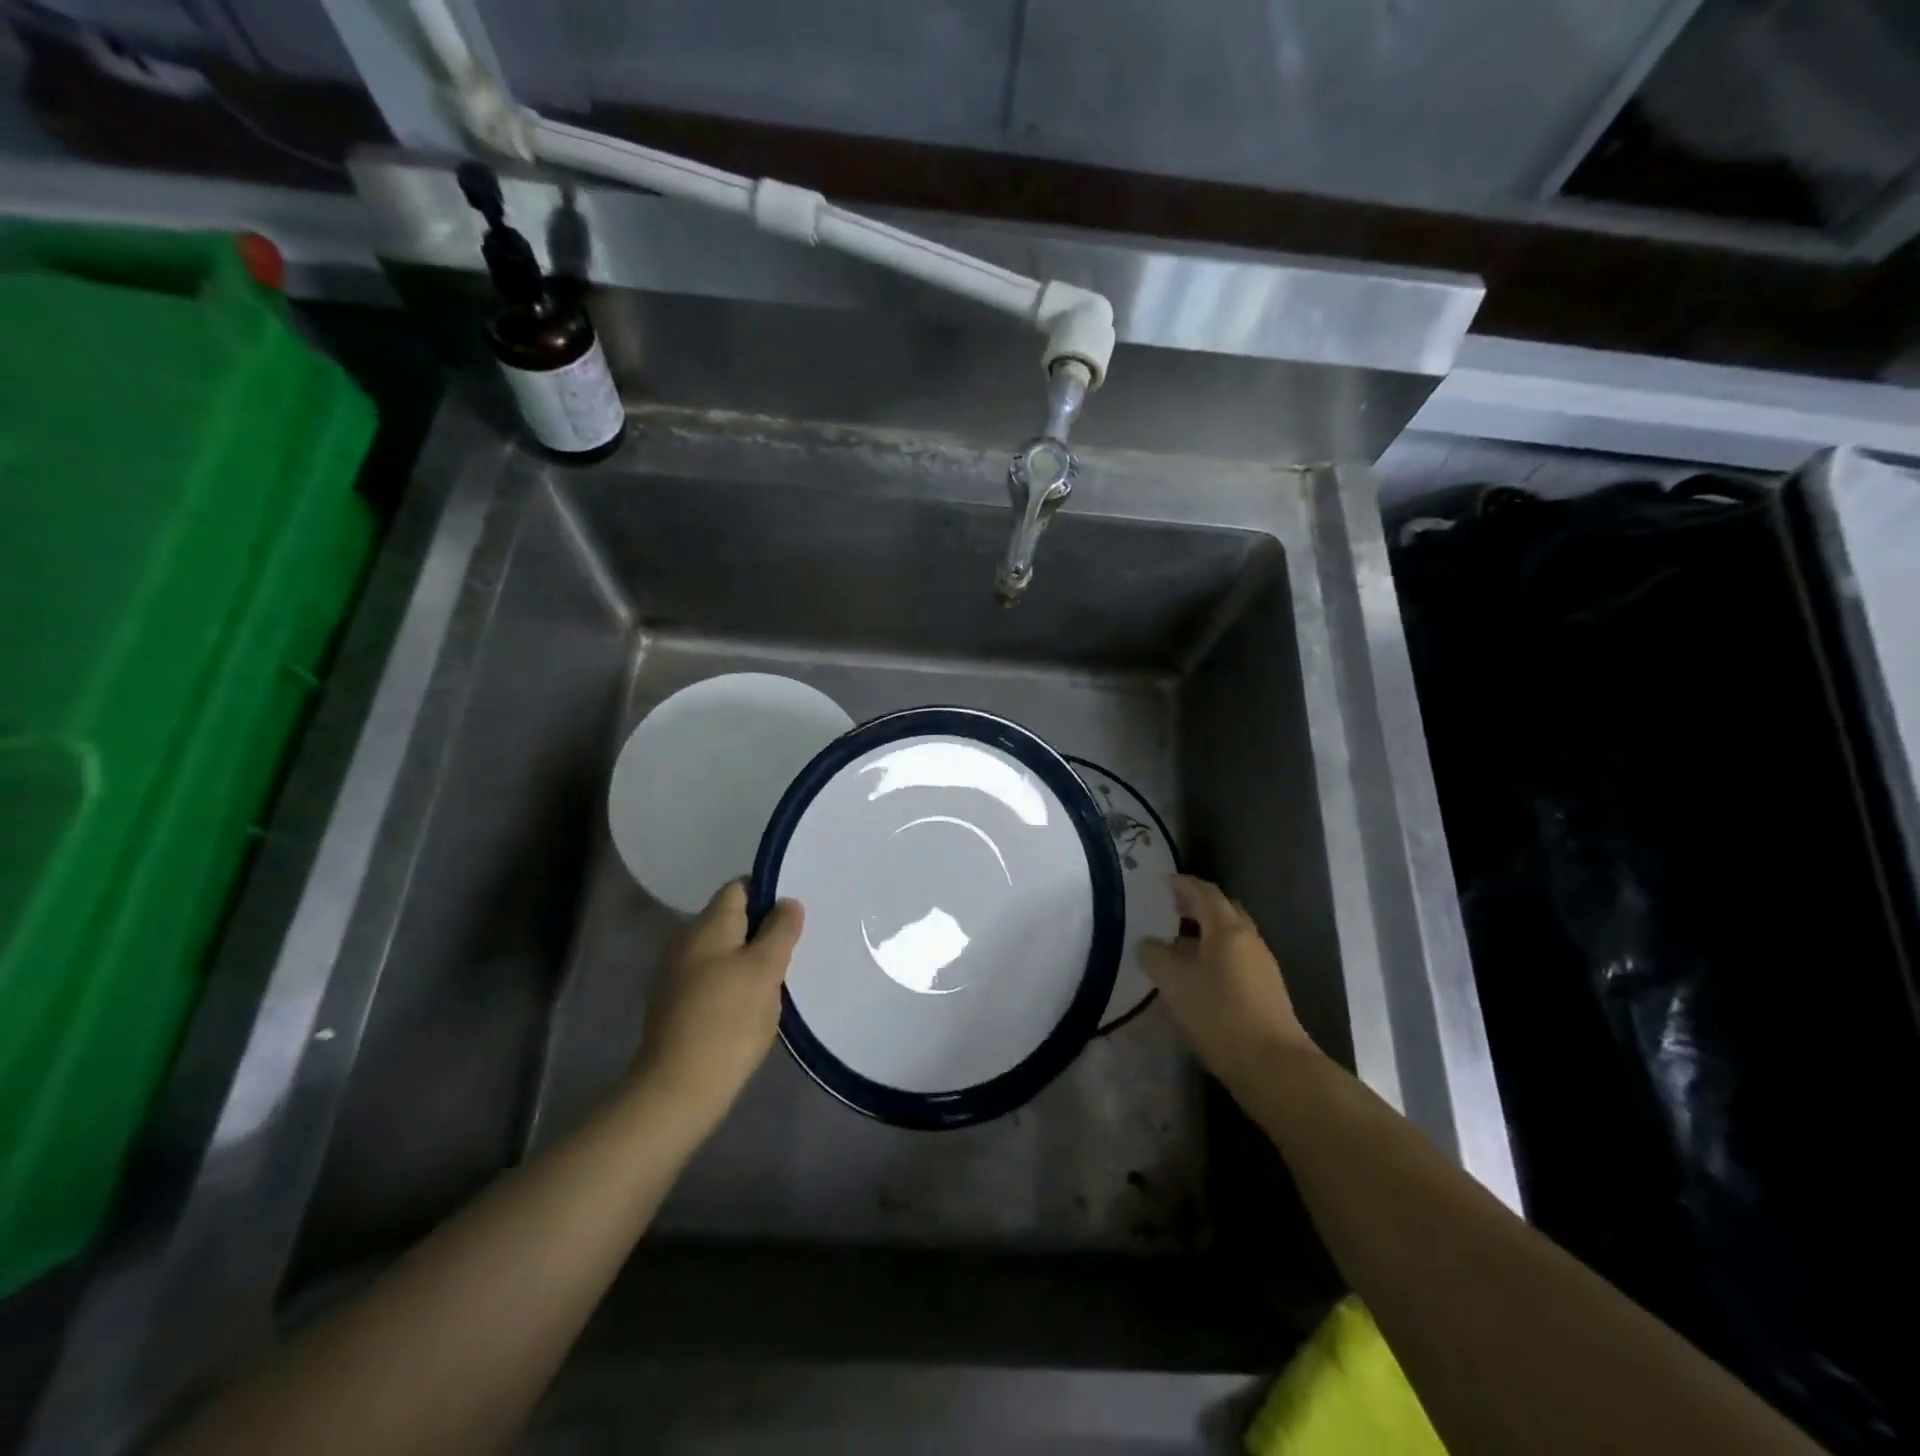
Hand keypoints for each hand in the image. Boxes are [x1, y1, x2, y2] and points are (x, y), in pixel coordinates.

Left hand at [632, 881, 803, 1131]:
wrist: (678, 1089)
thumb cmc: (728, 1020)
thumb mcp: (765, 970)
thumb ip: (780, 931)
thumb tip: (787, 902)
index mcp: (708, 925)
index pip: (739, 887)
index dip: (768, 893)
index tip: (795, 914)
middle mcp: (687, 941)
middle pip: (732, 919)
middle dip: (763, 928)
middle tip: (795, 946)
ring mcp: (678, 974)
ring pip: (724, 951)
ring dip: (750, 958)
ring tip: (780, 976)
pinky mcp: (677, 1005)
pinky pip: (713, 978)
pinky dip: (734, 983)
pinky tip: (753, 1004)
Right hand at [1139, 874, 1317, 1097]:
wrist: (1273, 1065)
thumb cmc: (1219, 1014)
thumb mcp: (1174, 983)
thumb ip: (1155, 956)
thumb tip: (1147, 944)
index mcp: (1227, 929)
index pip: (1205, 893)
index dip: (1184, 884)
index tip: (1164, 881)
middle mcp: (1248, 939)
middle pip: (1223, 910)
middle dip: (1197, 905)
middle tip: (1171, 907)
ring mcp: (1262, 965)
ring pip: (1231, 935)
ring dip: (1206, 931)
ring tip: (1178, 942)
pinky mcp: (1266, 990)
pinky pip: (1236, 957)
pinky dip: (1215, 953)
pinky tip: (1198, 974)